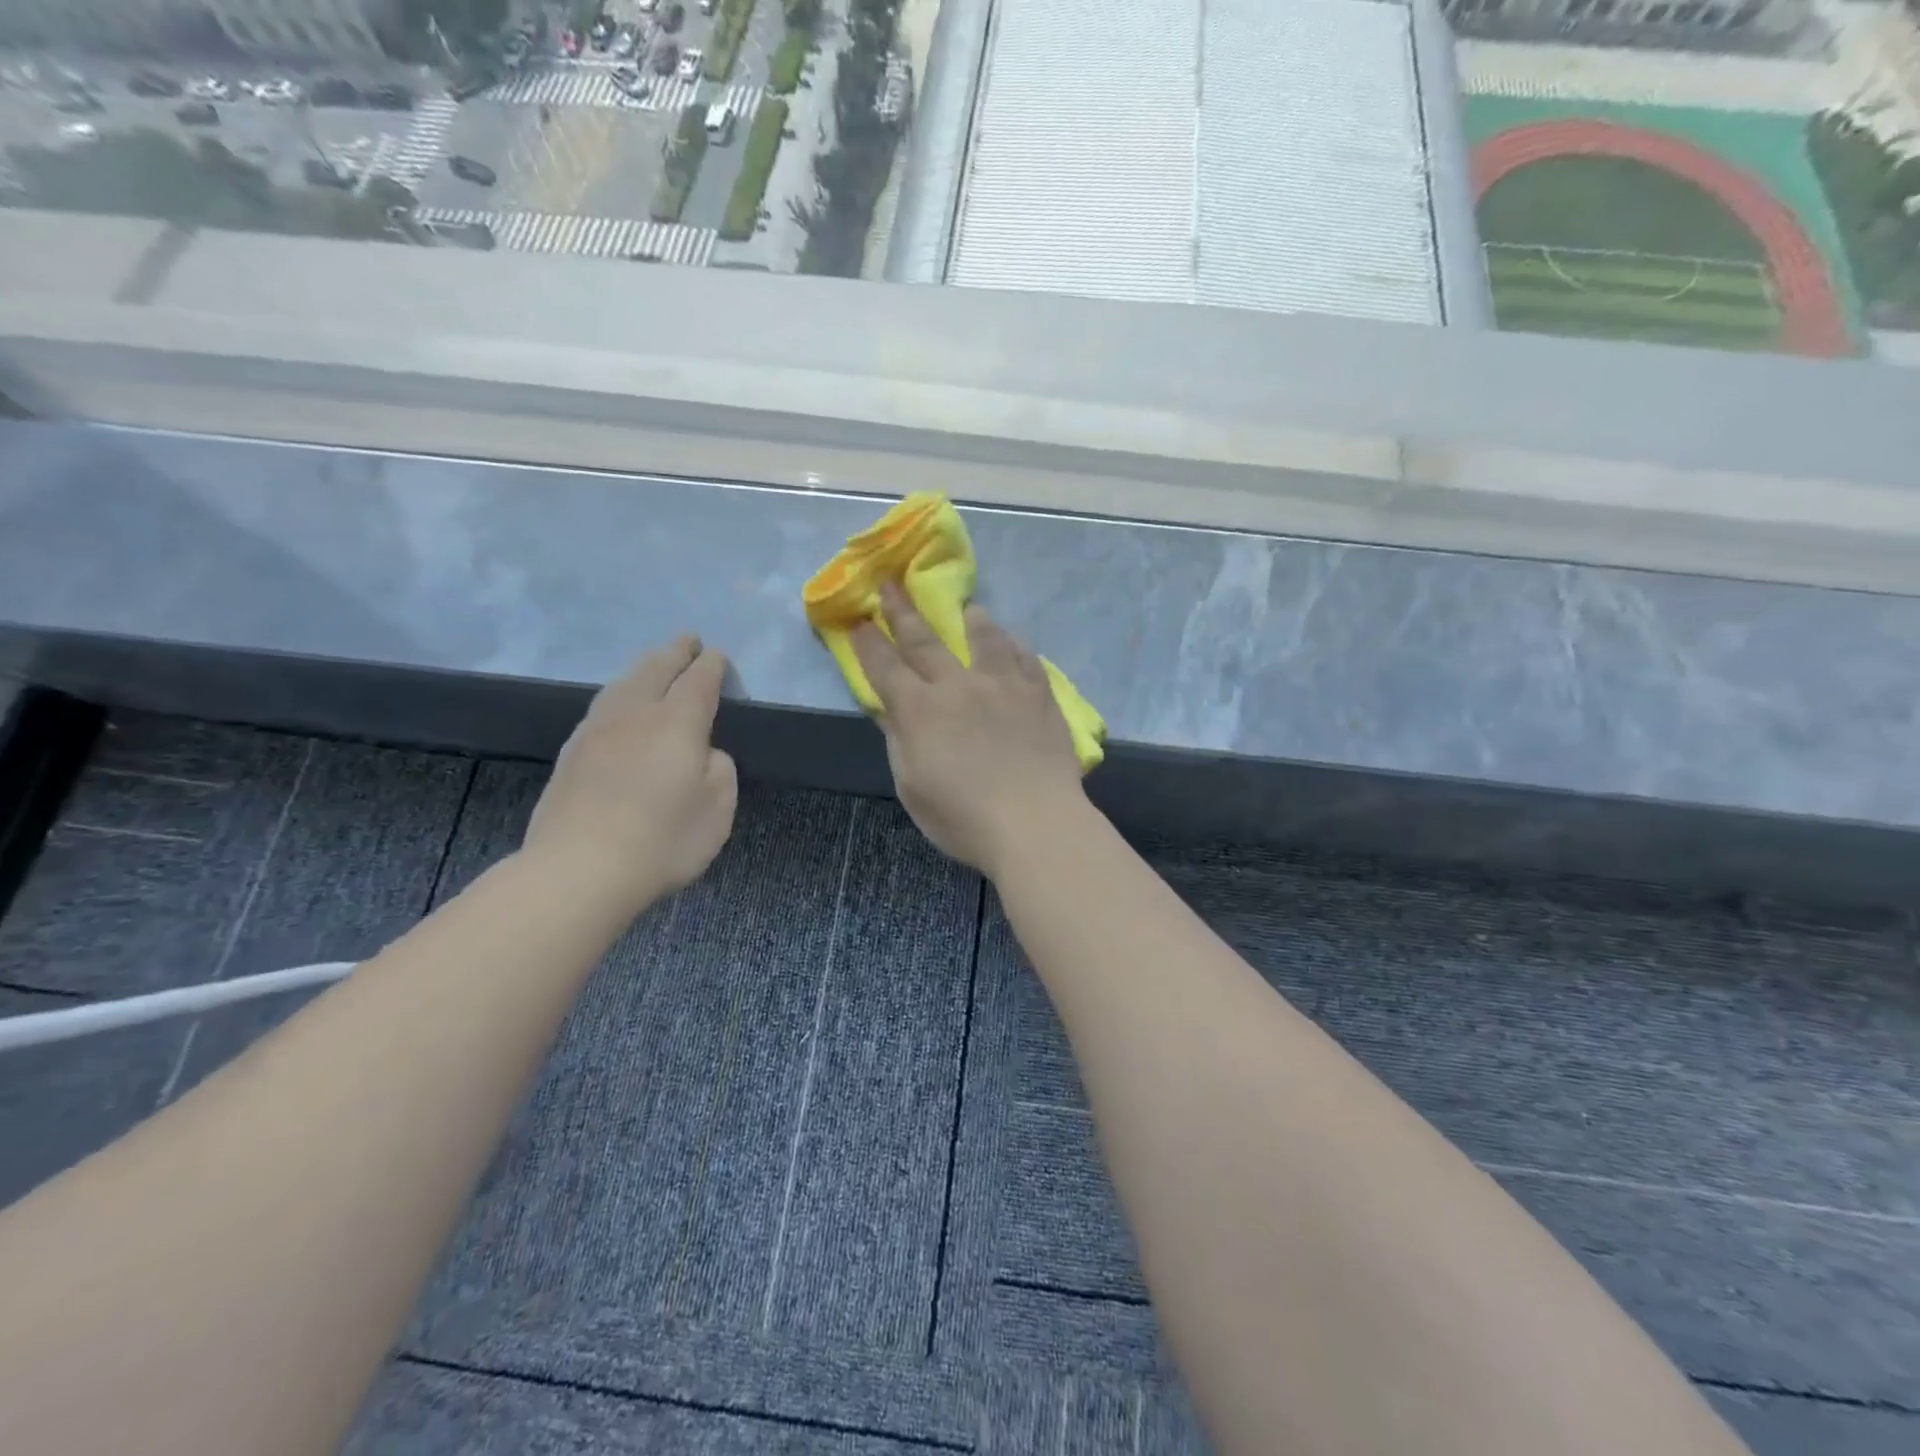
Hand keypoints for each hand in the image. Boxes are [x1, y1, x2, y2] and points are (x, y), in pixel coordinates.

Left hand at [523, 636, 737, 910]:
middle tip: (688, 640)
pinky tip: (619, 704)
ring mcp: (597, 731)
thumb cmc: (663, 840)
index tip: (717, 655)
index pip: (698, 681)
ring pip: (623, 684)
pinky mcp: (572, 753)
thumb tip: (703, 752)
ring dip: (644, 668)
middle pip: (656, 669)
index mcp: (677, 722)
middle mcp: (635, 714)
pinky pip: (603, 706)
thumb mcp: (718, 808)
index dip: (711, 666)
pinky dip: (620, 693)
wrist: (579, 869)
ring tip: (654, 664)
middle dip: (675, 652)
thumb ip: (718, 769)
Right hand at [853, 582, 1087, 878]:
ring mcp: (1002, 685)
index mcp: (920, 710)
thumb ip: (900, 740)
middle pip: (925, 640)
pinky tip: (1013, 640)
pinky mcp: (1038, 694)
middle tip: (891, 583)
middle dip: (903, 610)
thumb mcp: (912, 786)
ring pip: (984, 638)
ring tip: (969, 608)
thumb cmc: (962, 818)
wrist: (1034, 822)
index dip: (868, 643)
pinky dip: (1015, 644)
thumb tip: (890, 708)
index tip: (858, 620)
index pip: (885, 668)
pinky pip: (1026, 657)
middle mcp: (958, 685)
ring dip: (971, 620)